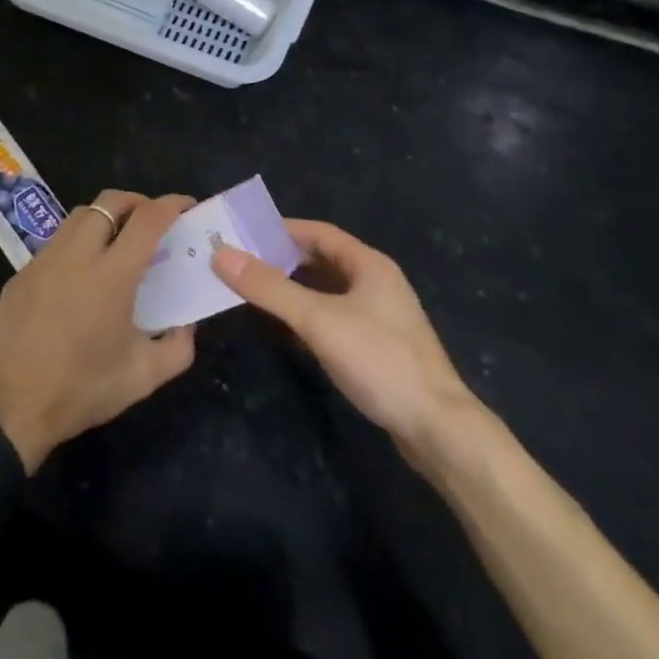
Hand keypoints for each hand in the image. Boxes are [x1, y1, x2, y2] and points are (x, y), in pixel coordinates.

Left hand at [0, 191, 197, 469]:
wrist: (8, 409)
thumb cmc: (80, 391)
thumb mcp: (142, 378)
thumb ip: (177, 347)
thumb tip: (186, 324)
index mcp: (112, 275)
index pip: (148, 219)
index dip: (172, 204)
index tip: (187, 206)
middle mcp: (77, 255)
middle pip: (110, 201)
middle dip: (137, 201)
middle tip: (152, 221)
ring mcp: (44, 260)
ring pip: (79, 215)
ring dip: (105, 217)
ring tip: (117, 242)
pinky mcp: (21, 273)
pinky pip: (56, 242)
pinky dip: (77, 242)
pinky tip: (80, 274)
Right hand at [213, 220, 482, 463]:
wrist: (437, 428)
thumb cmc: (379, 360)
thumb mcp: (318, 320)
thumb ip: (270, 288)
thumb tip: (221, 255)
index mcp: (369, 264)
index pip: (319, 232)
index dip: (281, 230)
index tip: (244, 234)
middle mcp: (377, 282)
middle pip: (323, 259)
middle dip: (283, 259)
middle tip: (242, 263)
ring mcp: (380, 316)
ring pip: (328, 290)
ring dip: (294, 288)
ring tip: (255, 291)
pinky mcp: (378, 346)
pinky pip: (335, 316)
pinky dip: (308, 315)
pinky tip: (285, 328)